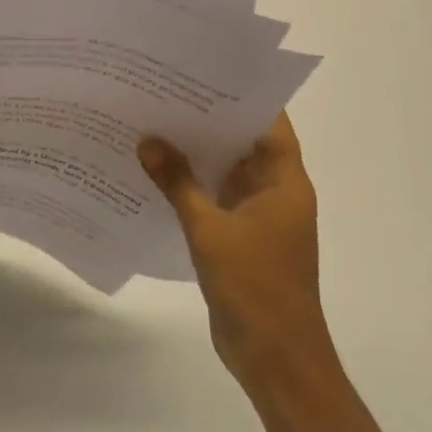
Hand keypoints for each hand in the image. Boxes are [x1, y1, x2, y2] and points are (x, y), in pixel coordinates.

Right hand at [138, 114, 337, 390]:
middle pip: (244, 143)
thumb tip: (147, 141)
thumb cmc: (254, 286)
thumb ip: (178, 183)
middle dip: (208, 120)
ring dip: (197, 154)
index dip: (241, 95)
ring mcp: (258, 216)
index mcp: (284, 182)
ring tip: (154, 123)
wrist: (275, 359)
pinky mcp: (241, 238)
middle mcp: (275, 192)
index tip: (203, 72)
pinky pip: (216, 198)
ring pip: (227, 171)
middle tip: (164, 91)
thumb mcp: (209, 229)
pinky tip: (157, 172)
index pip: (269, 122)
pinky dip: (192, 185)